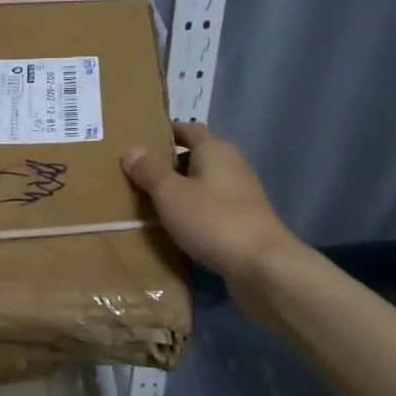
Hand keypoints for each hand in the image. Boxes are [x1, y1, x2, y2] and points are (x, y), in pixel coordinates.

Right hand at [123, 123, 300, 287]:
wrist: (262, 266)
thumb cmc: (213, 220)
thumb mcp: (171, 193)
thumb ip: (150, 170)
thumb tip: (133, 149)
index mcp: (215, 150)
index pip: (188, 129)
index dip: (165, 133)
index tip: (139, 142)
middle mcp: (231, 165)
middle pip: (195, 157)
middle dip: (167, 165)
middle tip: (135, 176)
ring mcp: (240, 195)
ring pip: (201, 185)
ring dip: (179, 191)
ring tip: (147, 203)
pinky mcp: (242, 221)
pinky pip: (210, 208)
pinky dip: (192, 212)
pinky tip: (173, 227)